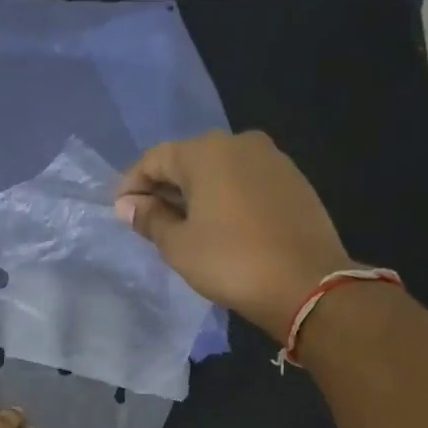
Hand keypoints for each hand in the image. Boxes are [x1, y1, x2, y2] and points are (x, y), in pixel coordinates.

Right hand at [116, 130, 352, 338]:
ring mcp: (272, 158)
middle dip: (163, 186)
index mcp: (206, 152)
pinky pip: (244, 180)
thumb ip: (150, 219)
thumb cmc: (231, 261)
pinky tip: (219, 224)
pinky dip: (224, 195)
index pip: (155, 158)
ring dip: (195, 191)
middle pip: (188, 158)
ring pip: (218, 168)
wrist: (307, 284)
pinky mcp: (292, 179)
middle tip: (147, 219)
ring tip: (182, 224)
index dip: (132, 183)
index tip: (120, 210)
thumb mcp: (178, 245)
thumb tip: (128, 205)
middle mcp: (240, 143)